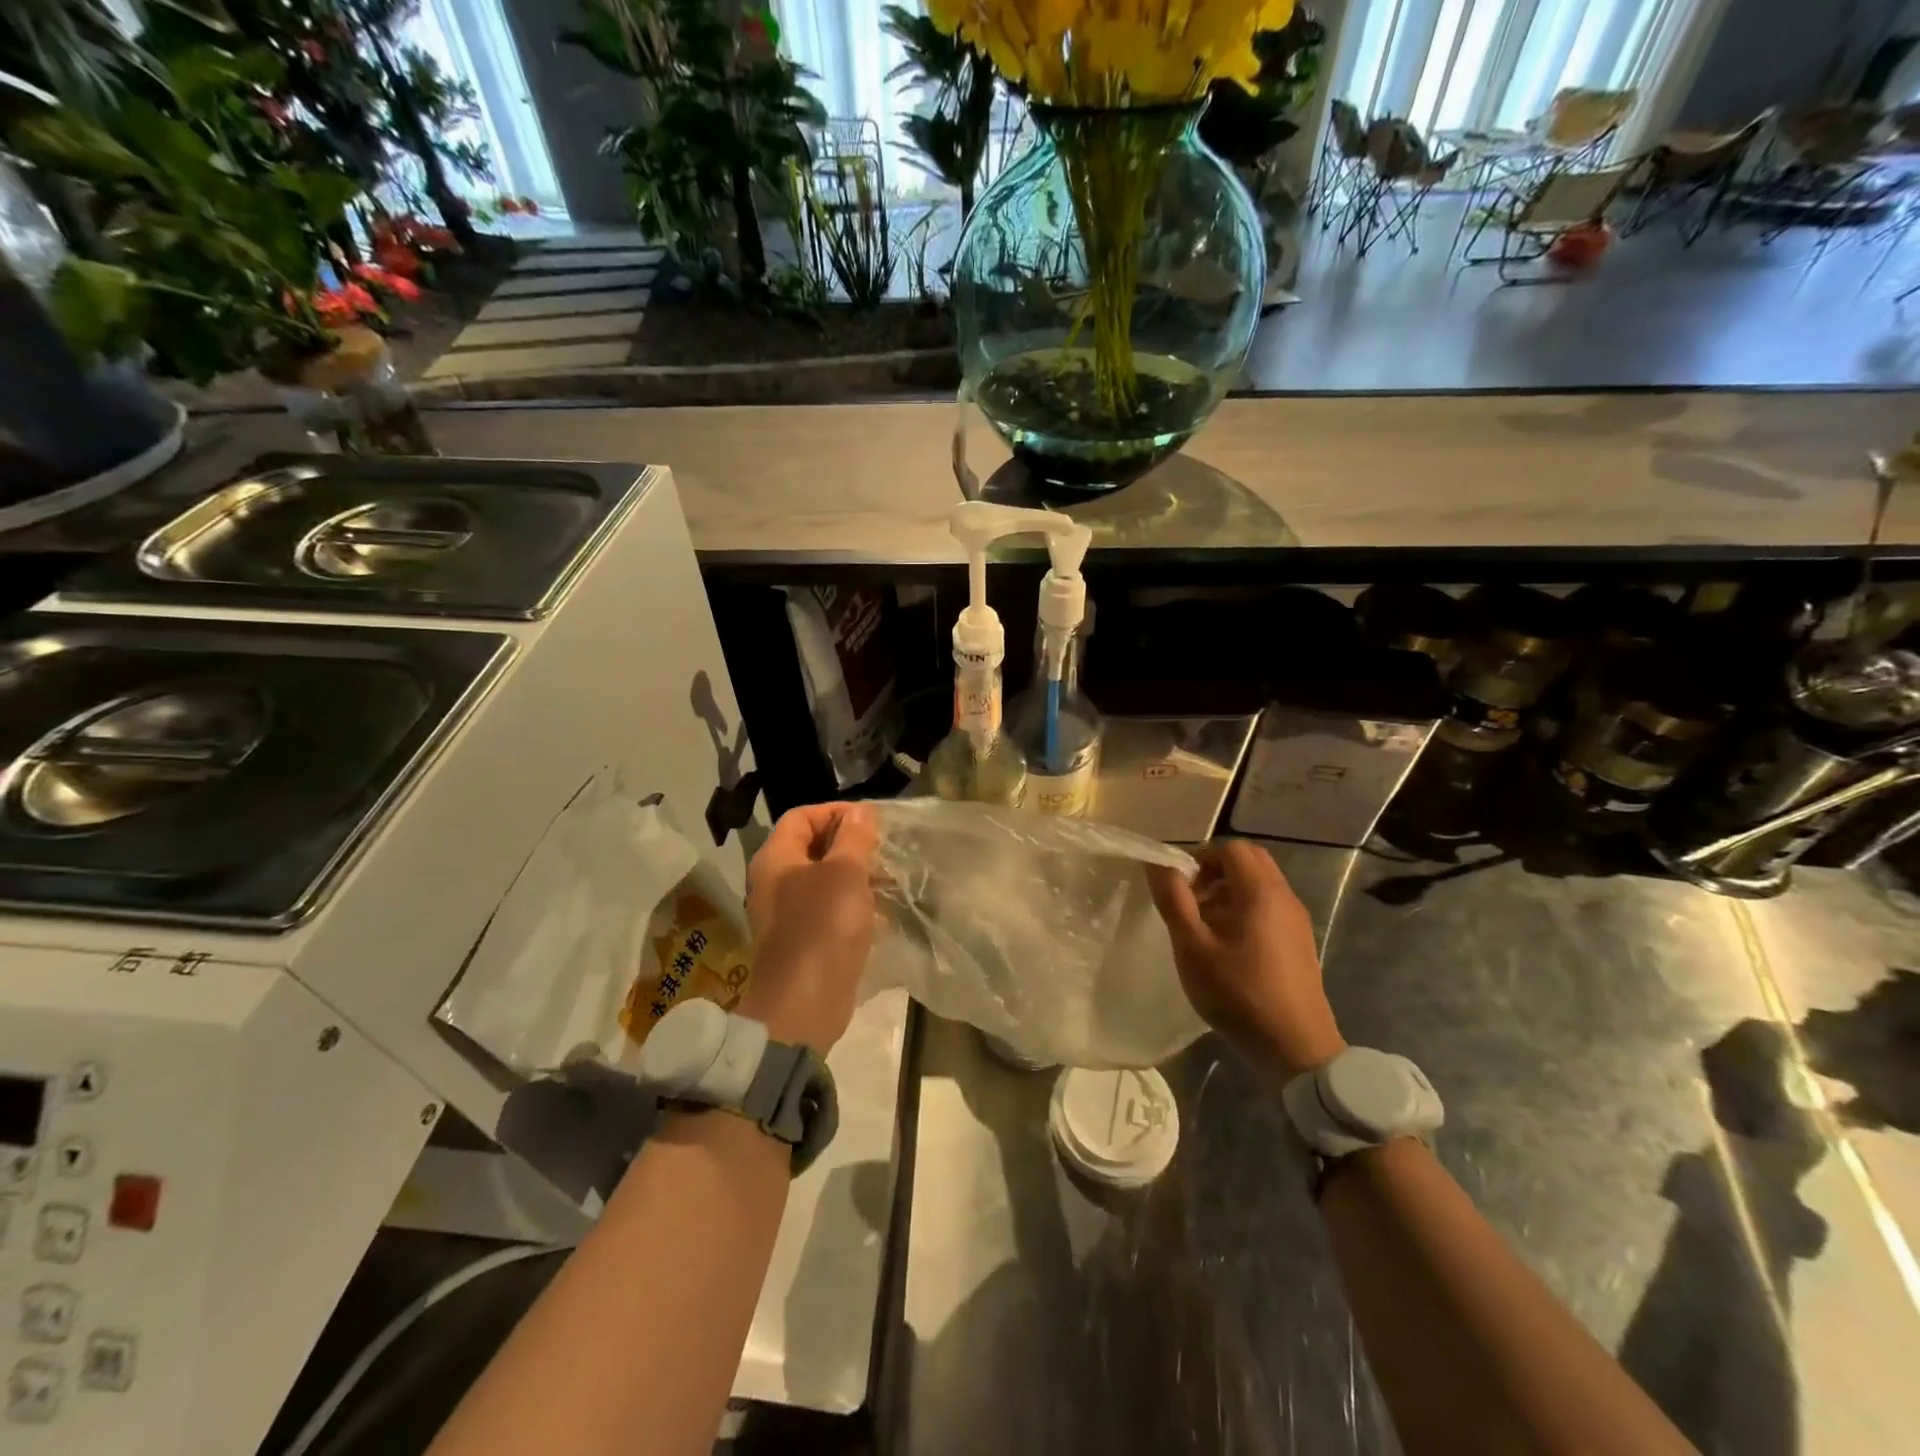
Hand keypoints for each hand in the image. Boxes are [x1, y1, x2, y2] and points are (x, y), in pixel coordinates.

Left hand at [740, 802, 879, 1054]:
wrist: (804, 1004)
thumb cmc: (823, 928)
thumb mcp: (845, 874)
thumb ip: (854, 837)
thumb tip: (860, 811)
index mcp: (776, 858)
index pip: (802, 816)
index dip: (835, 812)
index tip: (871, 821)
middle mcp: (775, 881)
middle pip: (812, 846)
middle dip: (850, 843)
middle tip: (884, 849)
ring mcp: (788, 912)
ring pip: (823, 878)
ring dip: (855, 874)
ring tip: (889, 879)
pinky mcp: (803, 938)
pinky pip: (827, 908)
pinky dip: (851, 902)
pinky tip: (880, 910)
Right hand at [1146, 840, 1345, 1082]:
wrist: (1296, 1048)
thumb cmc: (1238, 993)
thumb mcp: (1193, 947)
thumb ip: (1173, 900)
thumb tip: (1157, 864)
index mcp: (1260, 891)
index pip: (1231, 848)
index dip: (1201, 858)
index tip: (1181, 886)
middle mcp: (1284, 896)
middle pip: (1249, 861)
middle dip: (1215, 871)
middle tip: (1192, 900)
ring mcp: (1297, 919)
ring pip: (1260, 884)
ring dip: (1229, 891)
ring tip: (1205, 926)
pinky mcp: (1300, 941)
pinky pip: (1270, 906)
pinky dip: (1245, 909)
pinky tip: (1229, 946)